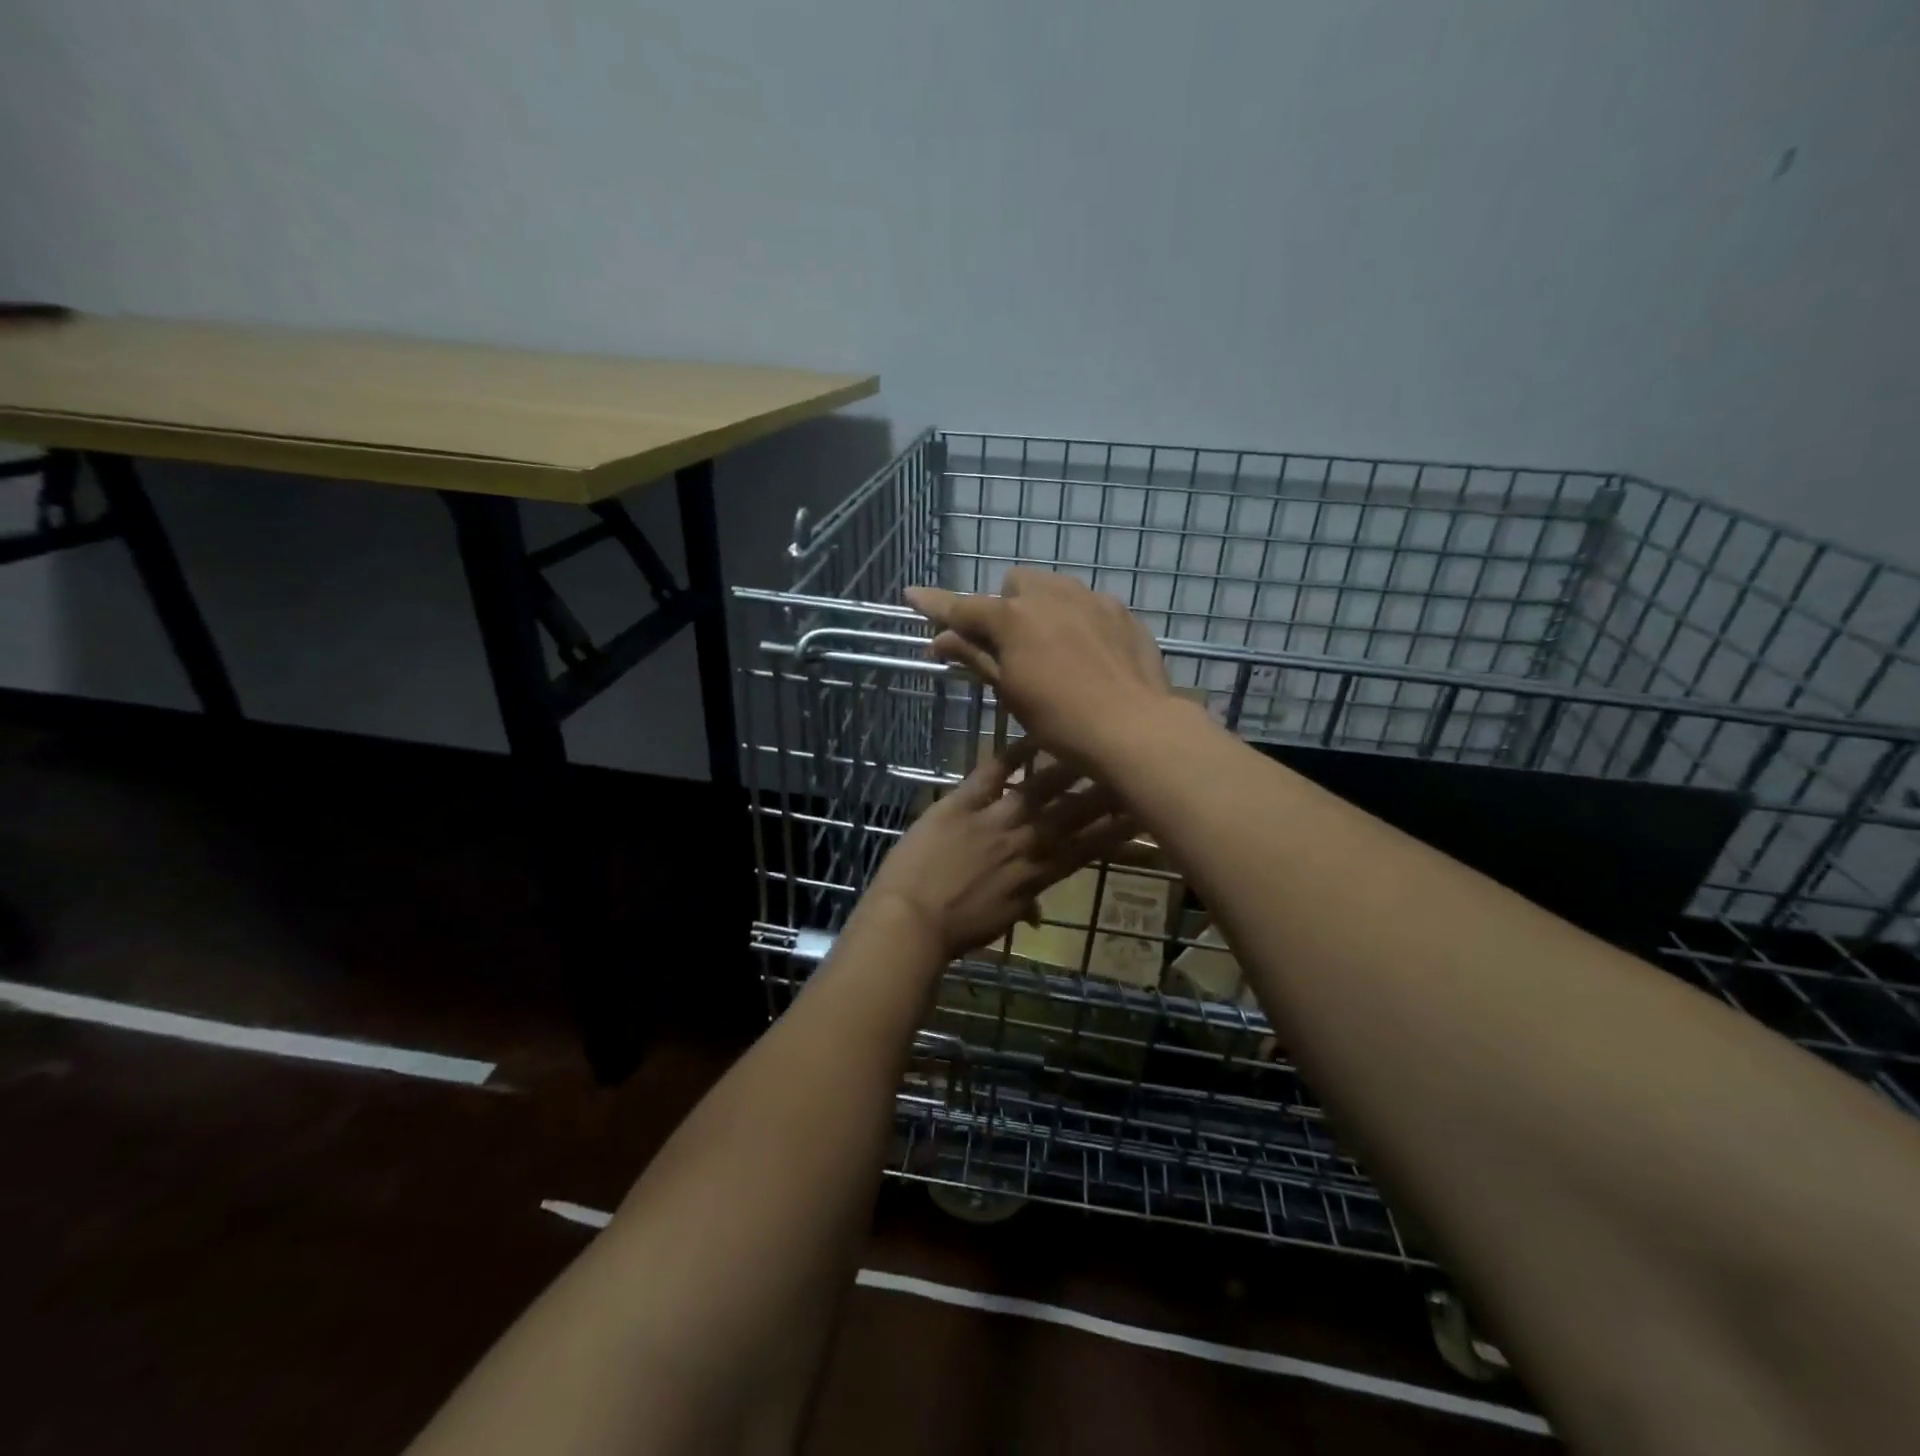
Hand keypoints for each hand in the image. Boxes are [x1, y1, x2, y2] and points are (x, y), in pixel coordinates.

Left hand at [864, 742, 1132, 959]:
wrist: (910, 921)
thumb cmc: (955, 930)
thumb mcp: (998, 922)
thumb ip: (1022, 907)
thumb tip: (1038, 913)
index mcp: (1036, 877)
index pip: (1086, 849)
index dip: (1115, 831)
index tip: (1141, 812)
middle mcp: (1024, 844)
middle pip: (1072, 813)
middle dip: (1105, 792)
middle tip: (1130, 767)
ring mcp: (993, 820)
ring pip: (1040, 789)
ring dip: (1068, 767)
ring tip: (1092, 744)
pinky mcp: (960, 804)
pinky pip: (991, 774)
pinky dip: (1011, 754)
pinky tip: (1033, 734)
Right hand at [905, 569, 1171, 764]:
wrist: (1133, 727)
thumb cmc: (1059, 719)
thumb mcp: (1010, 692)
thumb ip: (975, 657)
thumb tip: (940, 639)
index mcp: (1013, 618)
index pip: (964, 607)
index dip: (936, 604)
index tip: (912, 594)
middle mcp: (1050, 595)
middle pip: (1015, 585)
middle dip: (1006, 606)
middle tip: (1010, 645)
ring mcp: (1091, 599)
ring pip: (1054, 587)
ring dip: (1042, 608)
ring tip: (1053, 647)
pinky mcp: (1121, 612)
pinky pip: (1089, 604)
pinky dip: (1078, 620)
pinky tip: (1088, 653)